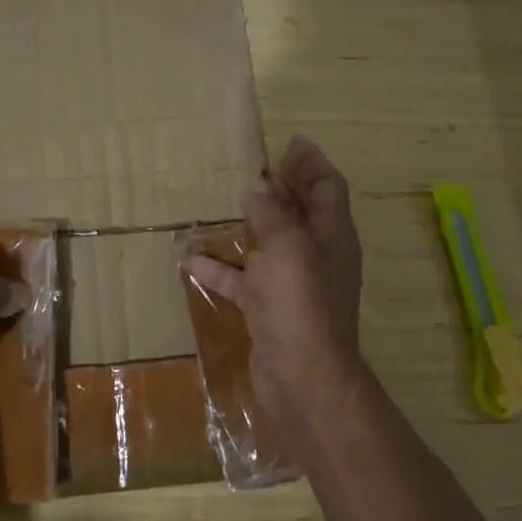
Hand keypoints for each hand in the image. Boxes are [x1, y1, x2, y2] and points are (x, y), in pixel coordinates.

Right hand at [185, 136, 363, 409]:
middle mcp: (315, 255)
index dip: (312, 163)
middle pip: (300, 212)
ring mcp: (291, 284)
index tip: (291, 142)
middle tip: (255, 165)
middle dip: (281, 187)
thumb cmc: (301, 305)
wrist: (301, 378)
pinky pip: (241, 280)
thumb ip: (272, 214)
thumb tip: (257, 187)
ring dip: (249, 224)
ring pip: (269, 244)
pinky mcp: (267, 308)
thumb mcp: (288, 249)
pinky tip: (190, 258)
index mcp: (331, 236)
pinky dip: (219, 267)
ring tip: (223, 202)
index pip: (327, 188)